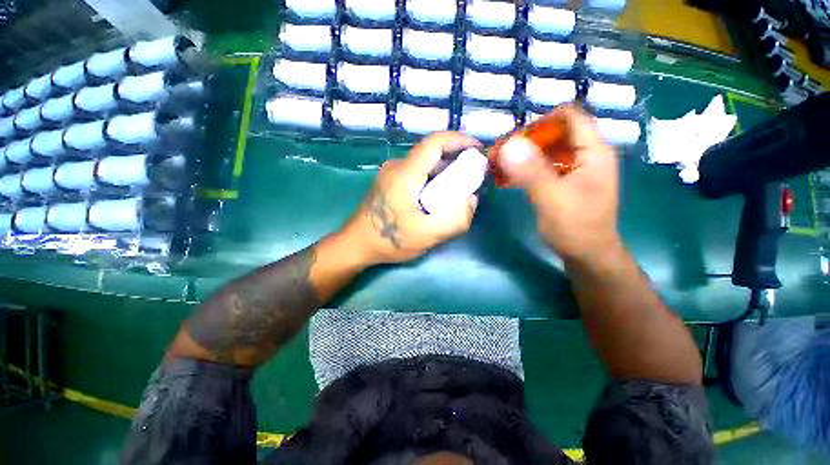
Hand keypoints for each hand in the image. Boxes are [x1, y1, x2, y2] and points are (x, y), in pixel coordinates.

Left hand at [344, 132, 480, 264]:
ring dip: (445, 172)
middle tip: (473, 177)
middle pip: (432, 154)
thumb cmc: (389, 240)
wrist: (357, 244)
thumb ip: (455, 219)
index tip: (478, 149)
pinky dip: (433, 179)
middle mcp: (397, 167)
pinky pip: (417, 173)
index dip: (459, 140)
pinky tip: (439, 197)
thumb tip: (471, 199)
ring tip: (459, 189)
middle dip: (456, 161)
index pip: (435, 143)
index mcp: (405, 174)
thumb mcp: (427, 235)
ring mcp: (391, 173)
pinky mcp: (390, 182)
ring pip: (425, 164)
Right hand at [496, 105, 620, 261]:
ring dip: (524, 154)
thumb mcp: (552, 199)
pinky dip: (527, 167)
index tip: (515, 139)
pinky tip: (511, 176)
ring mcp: (576, 168)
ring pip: (548, 149)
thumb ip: (531, 171)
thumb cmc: (576, 228)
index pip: (570, 116)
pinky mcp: (565, 181)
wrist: (587, 255)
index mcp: (593, 151)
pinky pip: (545, 165)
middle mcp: (587, 154)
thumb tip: (508, 144)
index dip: (541, 121)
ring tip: (501, 164)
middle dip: (527, 140)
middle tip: (501, 154)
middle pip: (556, 132)